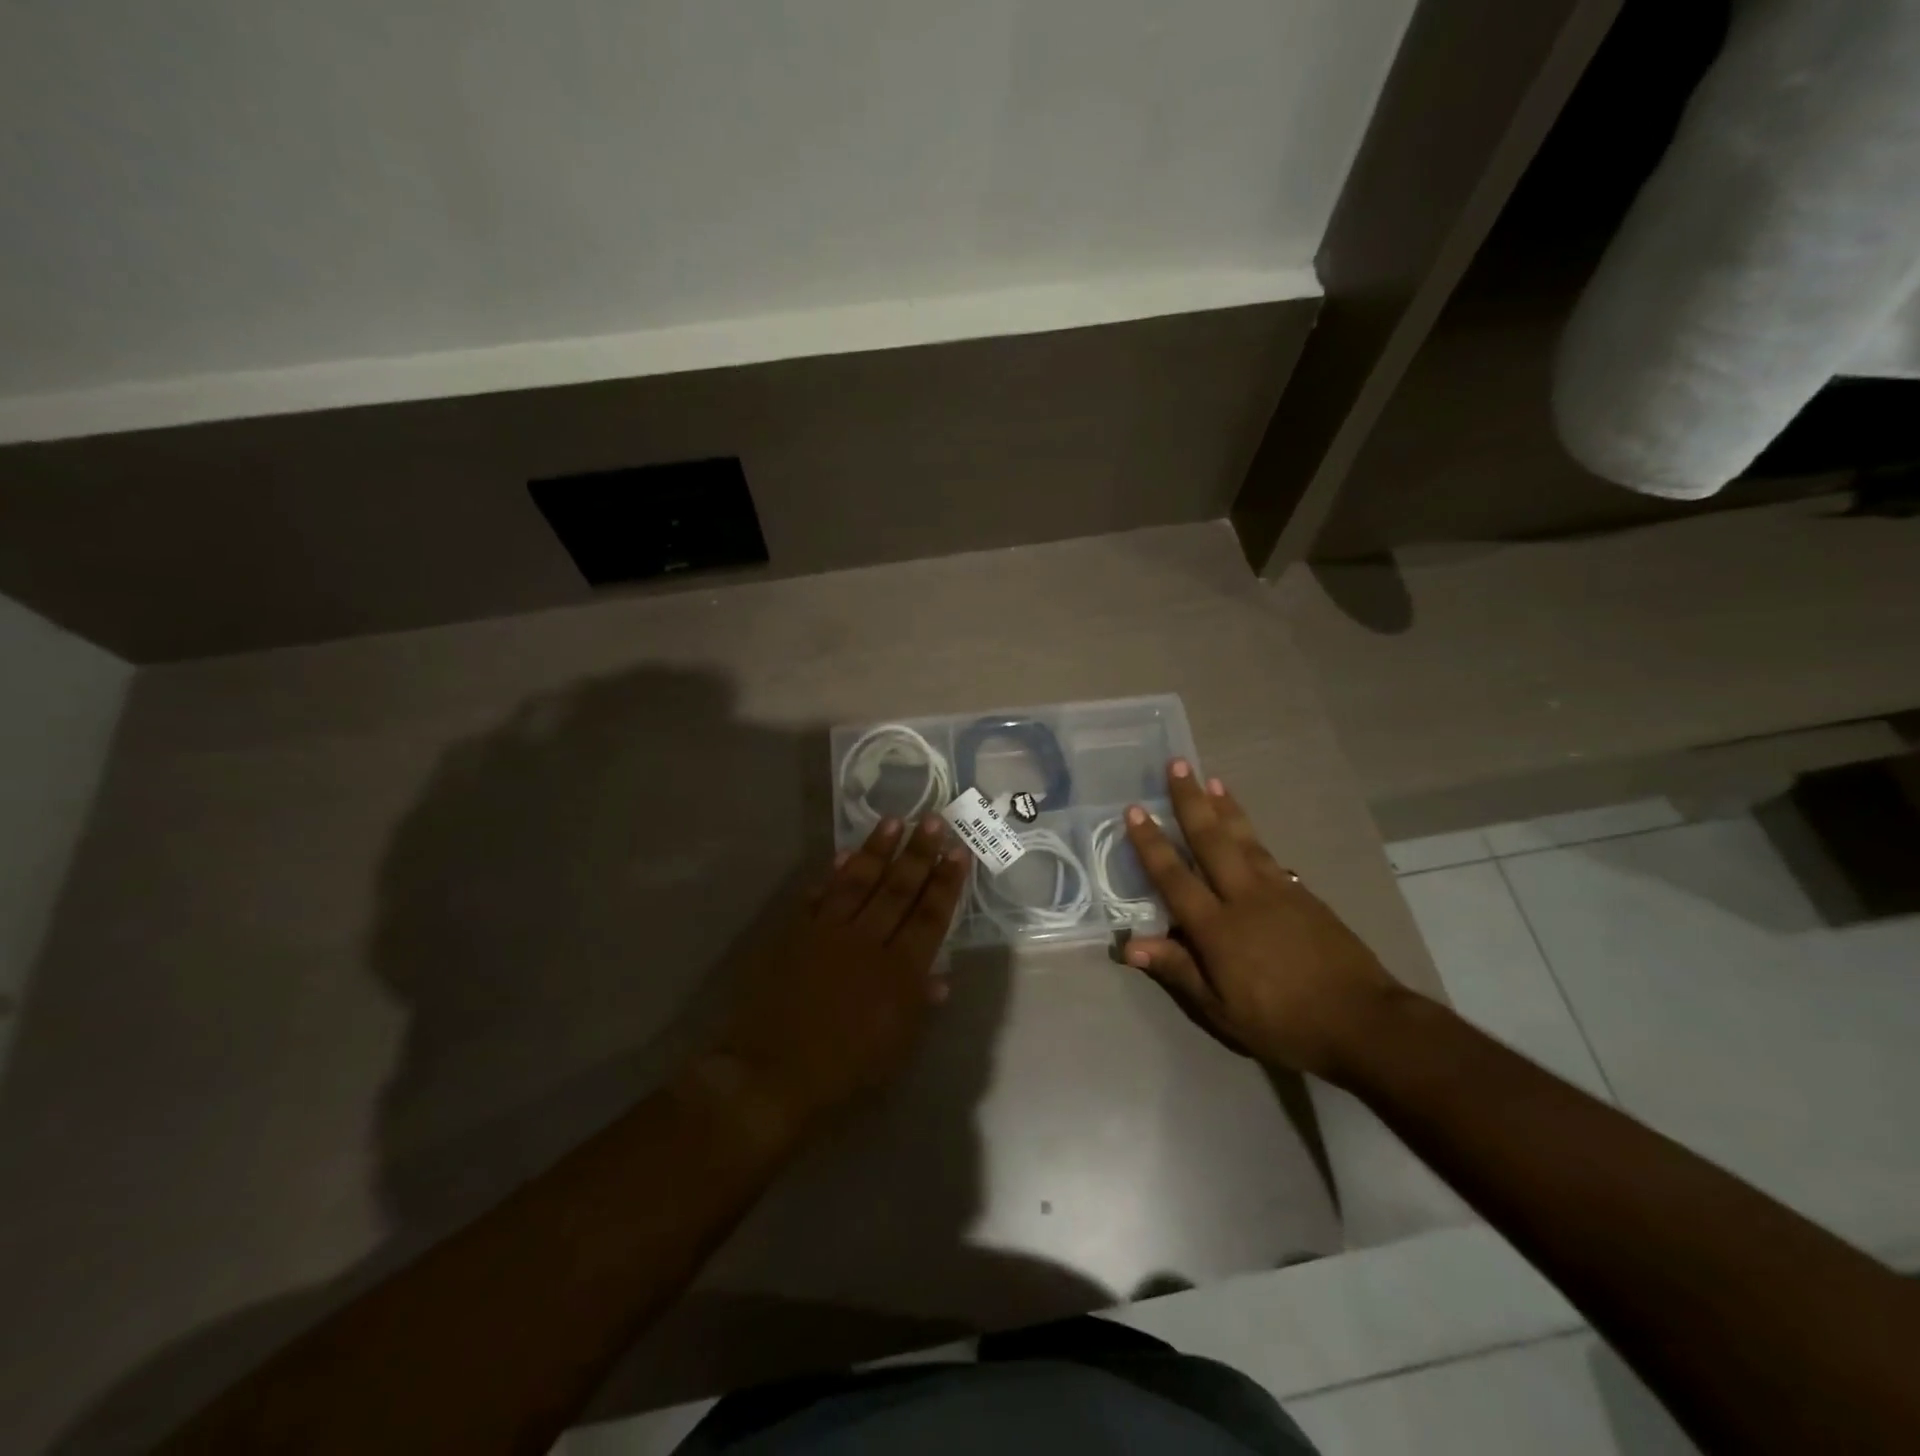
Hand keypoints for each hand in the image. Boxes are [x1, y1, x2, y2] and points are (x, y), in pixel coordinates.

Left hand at [707, 815, 968, 1134]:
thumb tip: (941, 978)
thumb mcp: (895, 1048)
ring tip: (894, 821)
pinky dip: (830, 876)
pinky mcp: (796, 934)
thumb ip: (918, 1006)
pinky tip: (841, 856)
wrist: (771, 1073)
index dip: (946, 883)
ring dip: (877, 850)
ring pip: (858, 882)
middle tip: (934, 820)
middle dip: (919, 853)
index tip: (958, 852)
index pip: (929, 917)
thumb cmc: (844, 1071)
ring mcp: (828, 933)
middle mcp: (867, 942)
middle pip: (898, 889)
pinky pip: (818, 897)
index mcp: (899, 972)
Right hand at [1121, 760, 1403, 1079]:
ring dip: (1225, 807)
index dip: (1152, 843)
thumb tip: (1130, 945)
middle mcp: (1243, 897)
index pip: (1174, 876)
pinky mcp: (1304, 896)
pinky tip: (1248, 830)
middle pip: (1211, 840)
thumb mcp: (1221, 1010)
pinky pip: (1269, 856)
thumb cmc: (1282, 1022)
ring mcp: (1278, 891)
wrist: (1363, 1021)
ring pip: (1244, 839)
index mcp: (1216, 927)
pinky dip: (1252, 836)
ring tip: (1213, 779)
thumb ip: (1178, 970)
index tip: (1136, 810)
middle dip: (1191, 801)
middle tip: (1178, 764)